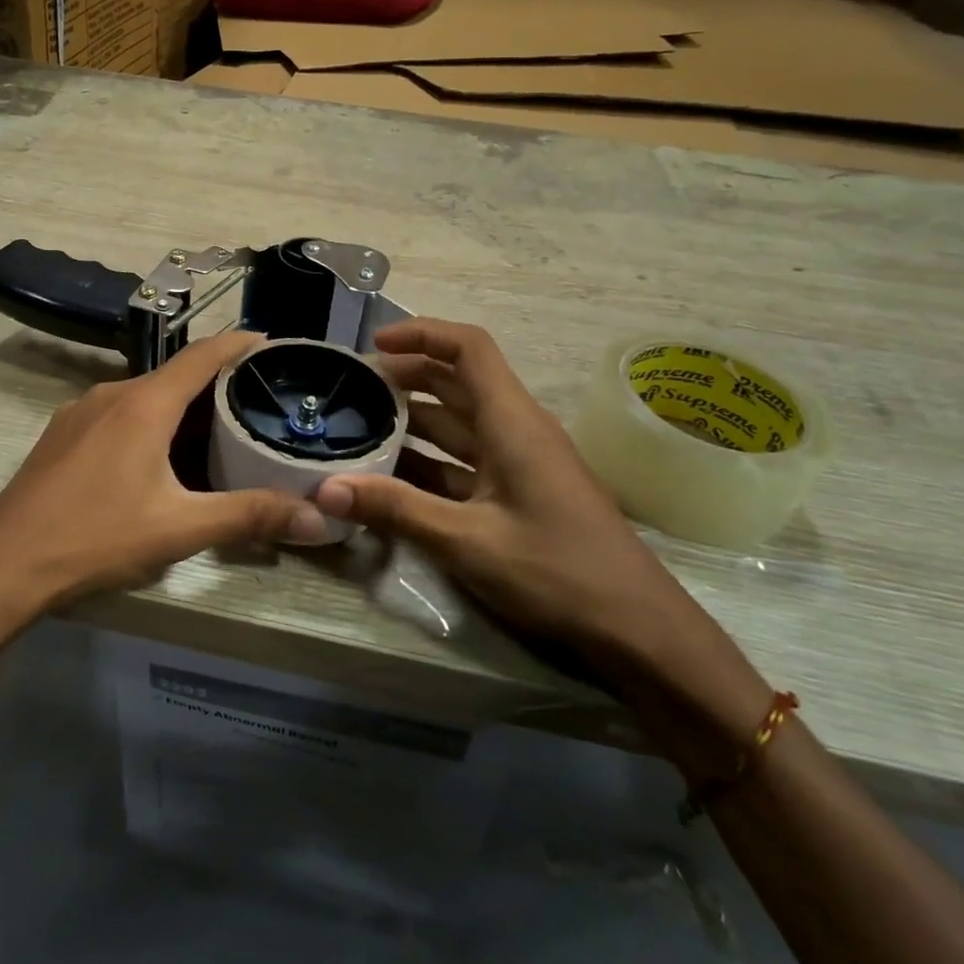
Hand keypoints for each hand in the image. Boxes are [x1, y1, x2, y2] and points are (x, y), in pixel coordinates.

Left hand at [0, 332, 328, 623]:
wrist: (2, 565)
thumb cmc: (96, 536)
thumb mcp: (179, 528)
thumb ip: (248, 516)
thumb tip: (316, 517)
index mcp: (144, 403)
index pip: (203, 354)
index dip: (240, 343)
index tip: (272, 343)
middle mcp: (112, 393)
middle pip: (175, 375)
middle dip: (216, 383)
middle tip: (256, 401)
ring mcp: (80, 412)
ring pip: (144, 395)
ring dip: (180, 405)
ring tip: (214, 430)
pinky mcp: (61, 435)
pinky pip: (118, 413)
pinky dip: (149, 420)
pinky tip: (157, 456)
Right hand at [313, 319, 697, 668]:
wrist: (637, 630)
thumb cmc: (558, 572)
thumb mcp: (468, 542)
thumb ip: (396, 510)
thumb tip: (325, 488)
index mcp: (512, 422)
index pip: (469, 348)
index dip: (422, 333)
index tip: (375, 344)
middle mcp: (516, 431)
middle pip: (457, 382)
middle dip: (406, 377)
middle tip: (353, 389)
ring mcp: (518, 464)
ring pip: (458, 425)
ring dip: (413, 422)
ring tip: (359, 428)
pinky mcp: (517, 495)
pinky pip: (464, 464)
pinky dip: (428, 463)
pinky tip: (391, 479)